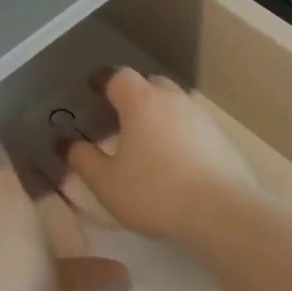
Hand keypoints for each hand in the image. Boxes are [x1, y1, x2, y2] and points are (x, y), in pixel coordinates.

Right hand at [60, 68, 260, 244]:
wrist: (224, 213)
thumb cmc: (155, 192)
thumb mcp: (107, 183)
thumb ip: (83, 160)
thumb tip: (67, 143)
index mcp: (142, 101)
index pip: (118, 76)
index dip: (103, 81)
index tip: (92, 91)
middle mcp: (174, 99)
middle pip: (150, 84)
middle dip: (132, 94)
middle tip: (118, 117)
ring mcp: (202, 117)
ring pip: (174, 104)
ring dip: (158, 114)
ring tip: (146, 140)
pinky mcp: (223, 138)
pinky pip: (193, 126)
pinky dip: (179, 133)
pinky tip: (175, 160)